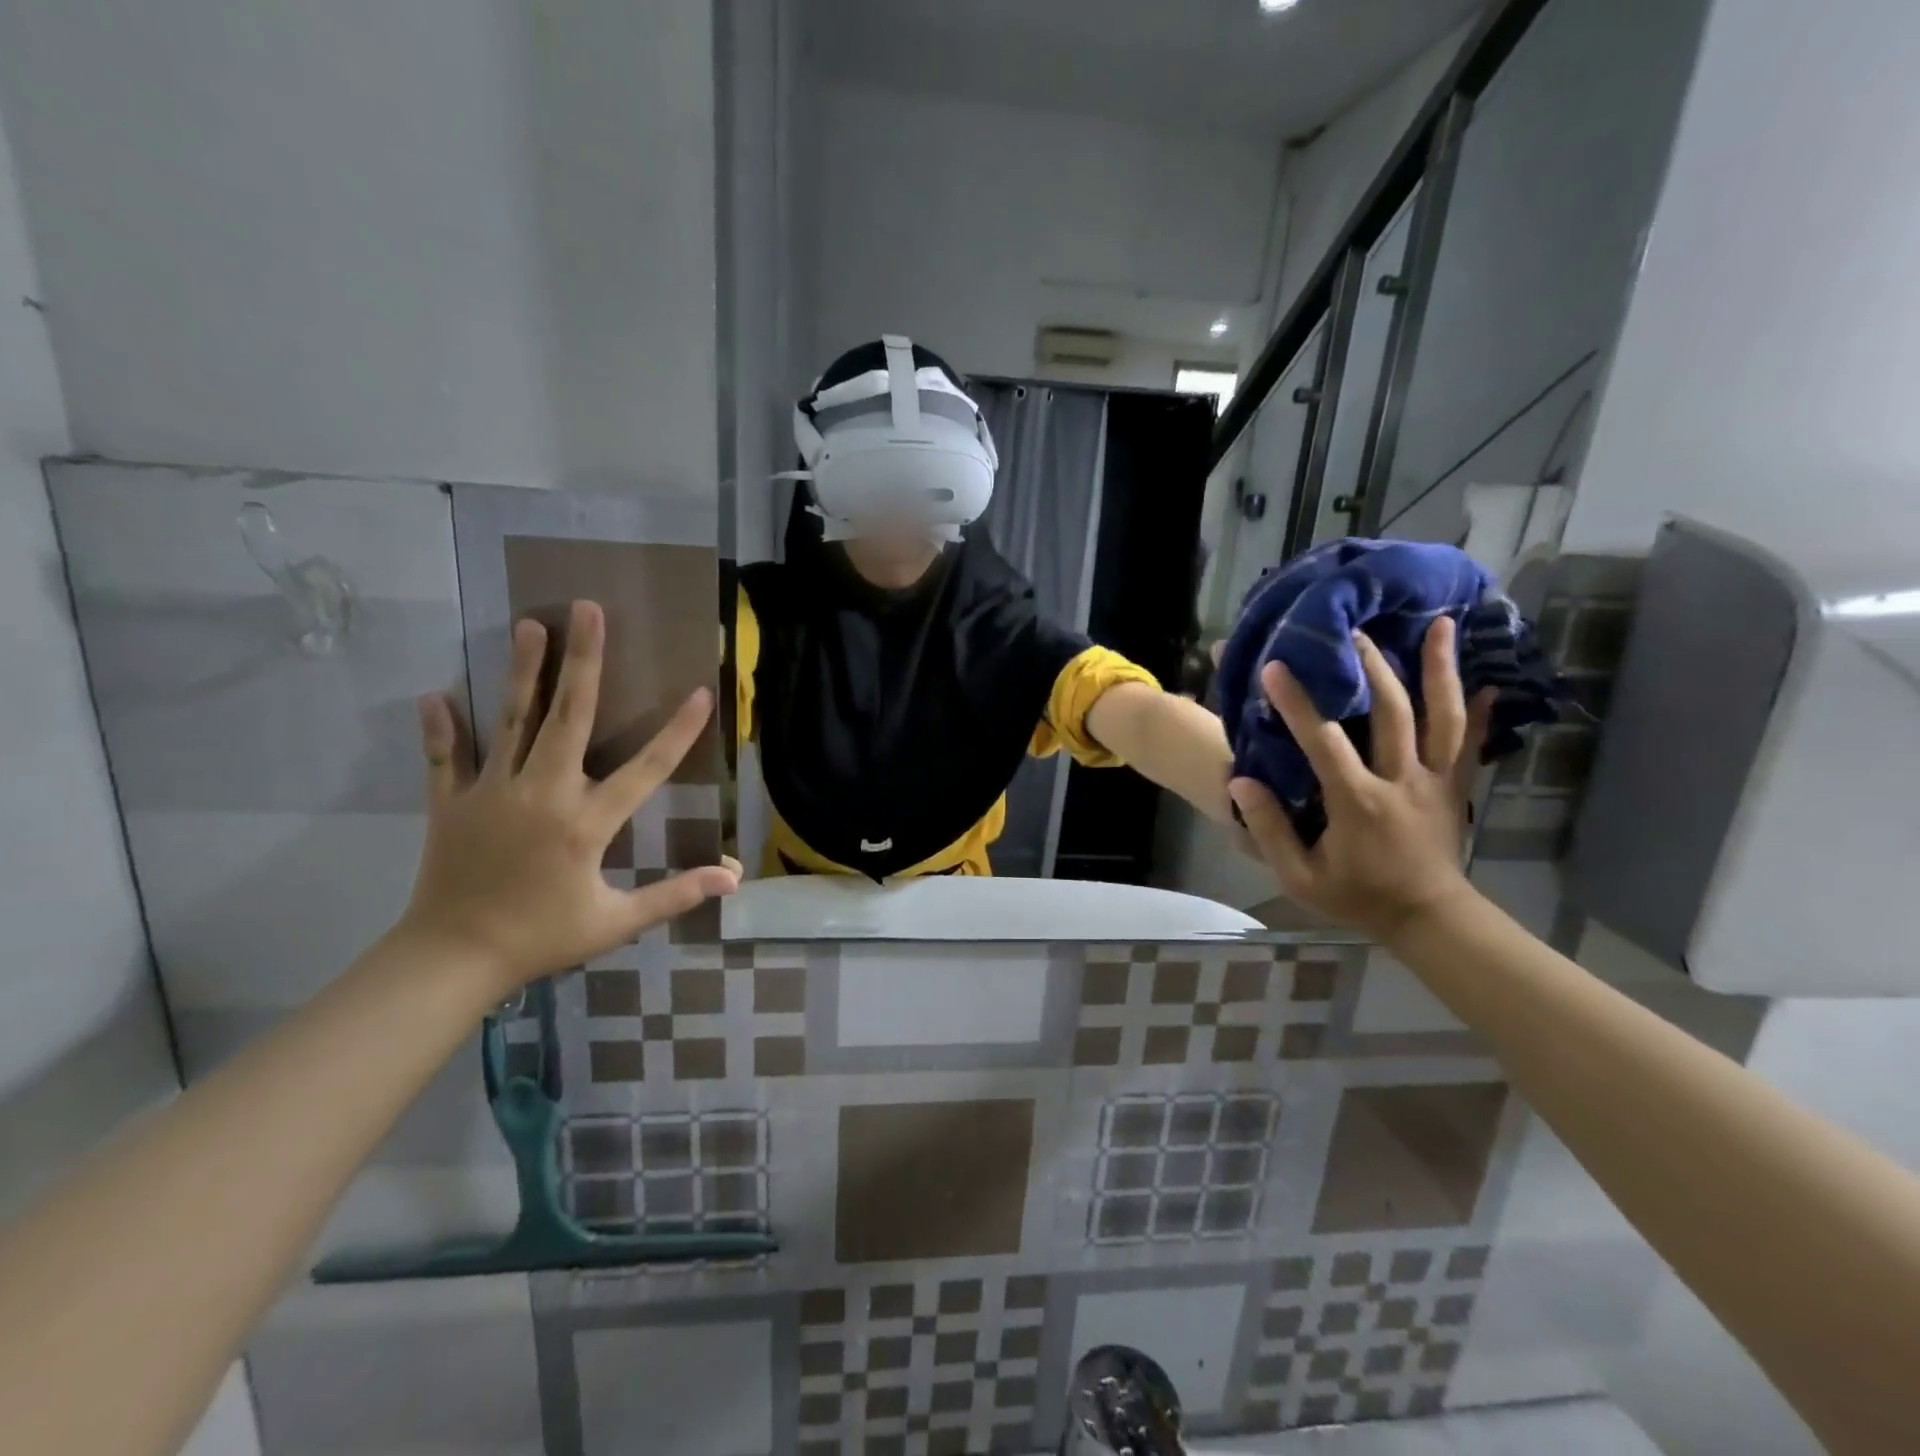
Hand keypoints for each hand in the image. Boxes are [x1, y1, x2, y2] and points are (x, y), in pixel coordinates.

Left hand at [395, 600, 738, 1000]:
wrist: (451, 961)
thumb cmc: (542, 938)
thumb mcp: (616, 922)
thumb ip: (675, 895)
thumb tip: (732, 879)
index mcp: (587, 822)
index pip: (646, 769)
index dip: (678, 731)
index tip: (700, 693)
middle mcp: (543, 793)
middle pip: (569, 717)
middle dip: (583, 661)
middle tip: (588, 610)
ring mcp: (492, 793)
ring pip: (512, 722)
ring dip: (523, 671)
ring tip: (530, 624)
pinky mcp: (450, 803)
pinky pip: (445, 758)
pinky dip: (442, 728)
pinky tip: (437, 693)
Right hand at [1230, 617, 1492, 943]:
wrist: (1428, 919)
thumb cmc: (1357, 897)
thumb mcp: (1300, 877)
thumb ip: (1270, 830)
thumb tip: (1242, 782)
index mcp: (1357, 801)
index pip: (1324, 742)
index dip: (1299, 703)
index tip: (1276, 667)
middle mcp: (1401, 780)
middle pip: (1391, 713)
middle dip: (1371, 667)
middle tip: (1354, 631)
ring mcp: (1436, 781)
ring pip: (1442, 717)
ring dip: (1438, 670)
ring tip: (1437, 625)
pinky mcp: (1456, 788)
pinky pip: (1473, 744)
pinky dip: (1483, 712)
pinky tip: (1489, 682)